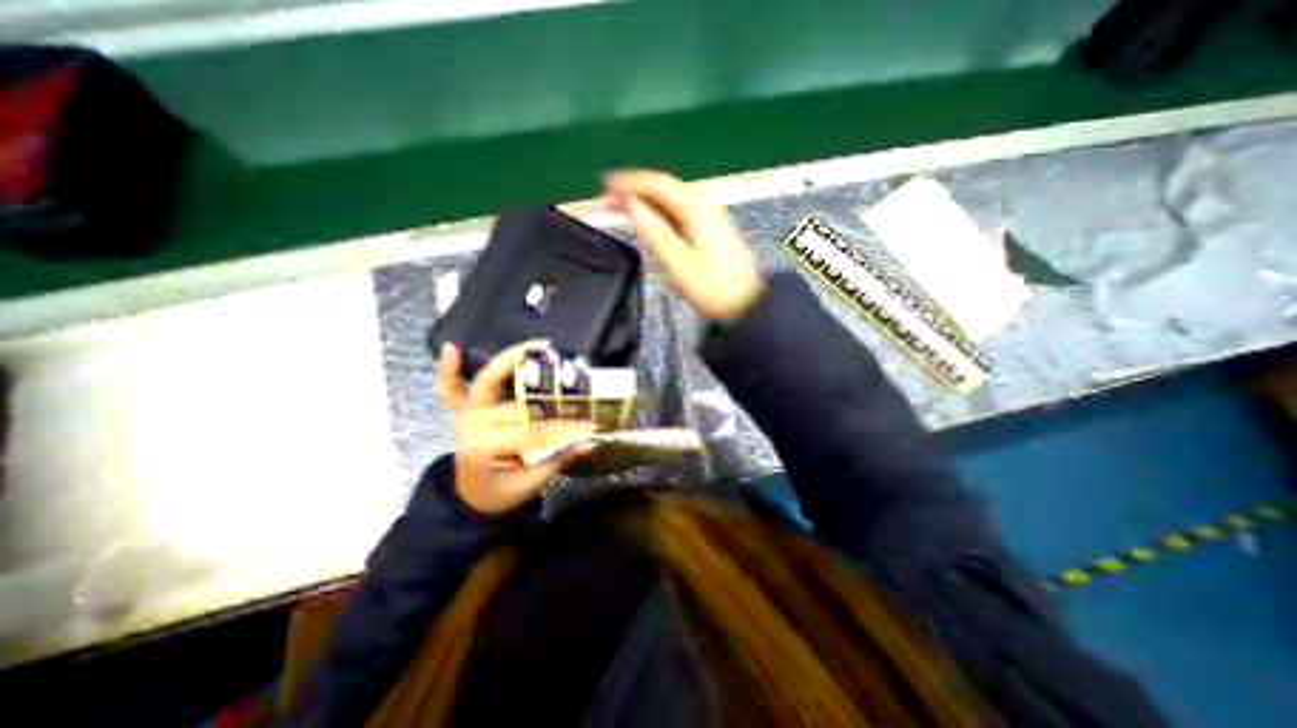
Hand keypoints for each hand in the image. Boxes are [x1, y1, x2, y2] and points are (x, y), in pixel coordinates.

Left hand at [435, 344, 596, 513]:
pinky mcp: (463, 410)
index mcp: (485, 448)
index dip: (562, 427)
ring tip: (539, 346)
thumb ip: (557, 458)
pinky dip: (448, 369)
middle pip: (516, 405)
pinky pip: (451, 388)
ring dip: (510, 360)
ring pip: (486, 382)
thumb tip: (588, 440)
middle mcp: (471, 425)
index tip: (591, 423)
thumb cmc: (500, 493)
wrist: (471, 498)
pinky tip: (453, 348)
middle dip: (550, 395)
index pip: (531, 431)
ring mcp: (465, 415)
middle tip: (573, 376)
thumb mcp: (530, 483)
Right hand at [605, 167, 762, 322]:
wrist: (746, 304)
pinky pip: (678, 214)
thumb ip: (653, 231)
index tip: (605, 185)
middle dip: (635, 193)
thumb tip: (631, 207)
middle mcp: (704, 204)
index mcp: (696, 208)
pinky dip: (659, 216)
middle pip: (664, 190)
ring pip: (670, 202)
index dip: (629, 182)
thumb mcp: (678, 262)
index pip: (657, 184)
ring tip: (623, 212)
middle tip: (608, 202)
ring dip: (646, 204)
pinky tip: (649, 224)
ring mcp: (709, 216)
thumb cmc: (713, 288)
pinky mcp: (710, 230)